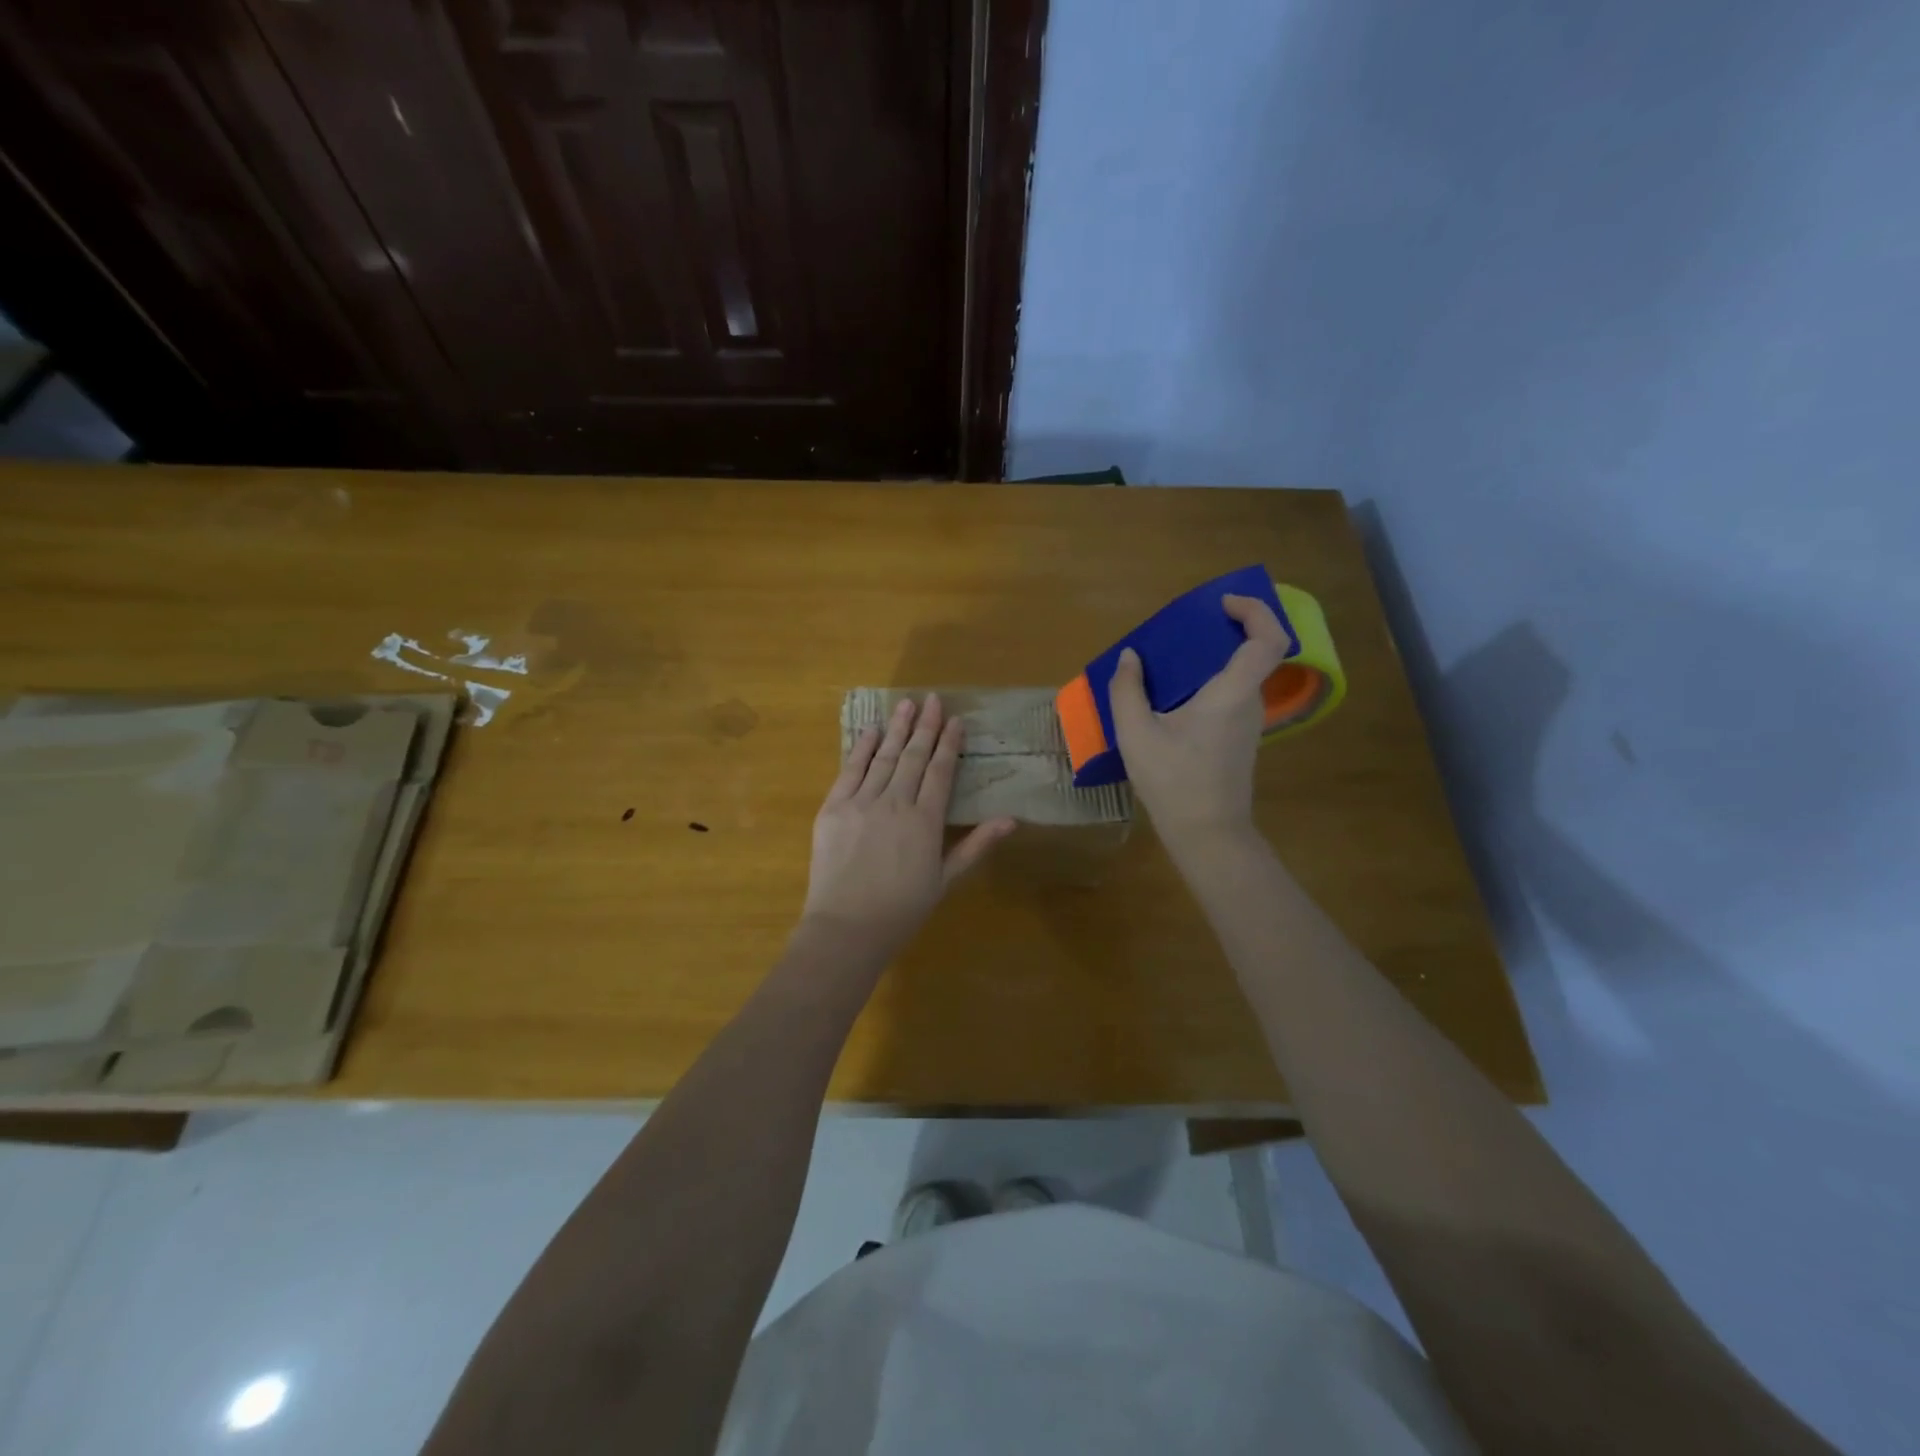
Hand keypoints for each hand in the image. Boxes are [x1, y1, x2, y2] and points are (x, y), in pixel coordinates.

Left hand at [802, 694, 1014, 956]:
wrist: (847, 928)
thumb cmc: (902, 910)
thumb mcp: (945, 880)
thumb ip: (976, 845)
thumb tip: (1011, 820)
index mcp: (925, 821)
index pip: (940, 771)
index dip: (949, 744)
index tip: (956, 720)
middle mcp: (895, 803)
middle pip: (913, 756)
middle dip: (925, 726)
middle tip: (932, 699)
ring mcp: (861, 803)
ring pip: (883, 757)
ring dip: (896, 728)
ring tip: (906, 704)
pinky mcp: (833, 808)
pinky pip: (850, 771)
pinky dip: (861, 748)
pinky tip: (871, 731)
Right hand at [1108, 593, 1290, 848]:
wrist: (1207, 834)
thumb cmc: (1174, 781)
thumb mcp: (1137, 734)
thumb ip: (1128, 690)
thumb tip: (1131, 658)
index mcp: (1232, 693)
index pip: (1268, 639)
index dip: (1255, 611)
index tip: (1222, 604)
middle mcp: (1249, 702)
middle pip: (1253, 652)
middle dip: (1224, 630)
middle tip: (1184, 629)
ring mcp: (1248, 723)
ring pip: (1239, 675)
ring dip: (1212, 660)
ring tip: (1169, 661)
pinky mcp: (1240, 740)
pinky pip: (1229, 696)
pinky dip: (1208, 683)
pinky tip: (1172, 698)